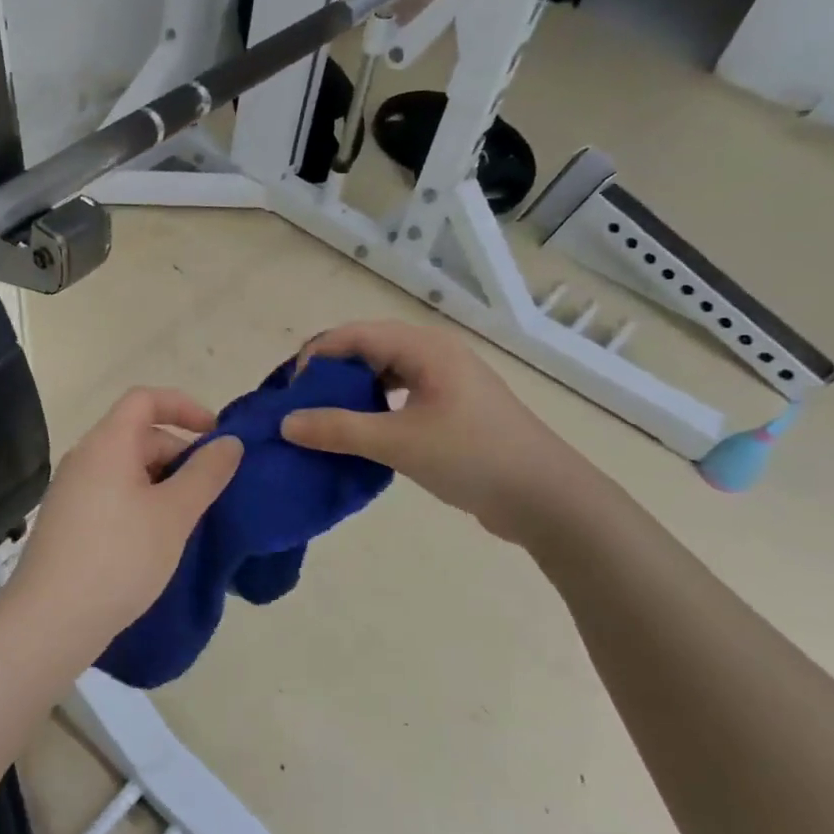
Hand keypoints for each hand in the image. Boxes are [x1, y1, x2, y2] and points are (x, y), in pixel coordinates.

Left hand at [8, 387, 242, 643]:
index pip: (145, 398)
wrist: (51, 621)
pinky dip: (142, 502)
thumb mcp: (174, 514)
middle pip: (138, 434)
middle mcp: (85, 457)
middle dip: (180, 454)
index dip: (185, 406)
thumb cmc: (119, 558)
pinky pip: (113, 494)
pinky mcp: (68, 521)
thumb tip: (230, 442)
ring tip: (190, 518)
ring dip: (164, 482)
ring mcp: (72, 490)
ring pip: (127, 468)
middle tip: (212, 491)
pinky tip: (158, 539)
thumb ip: (206, 473)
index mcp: (107, 443)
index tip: (216, 436)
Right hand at [281, 320, 590, 543]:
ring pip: (383, 372)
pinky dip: (374, 407)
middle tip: (300, 406)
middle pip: (366, 349)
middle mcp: (433, 353)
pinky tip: (360, 431)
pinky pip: (400, 394)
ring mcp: (445, 380)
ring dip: (351, 391)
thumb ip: (338, 429)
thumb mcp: (398, 442)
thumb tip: (286, 423)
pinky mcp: (451, 407)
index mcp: (423, 348)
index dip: (315, 356)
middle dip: (330, 373)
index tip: (289, 392)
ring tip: (323, 419)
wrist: (547, 498)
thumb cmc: (473, 458)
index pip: (353, 335)